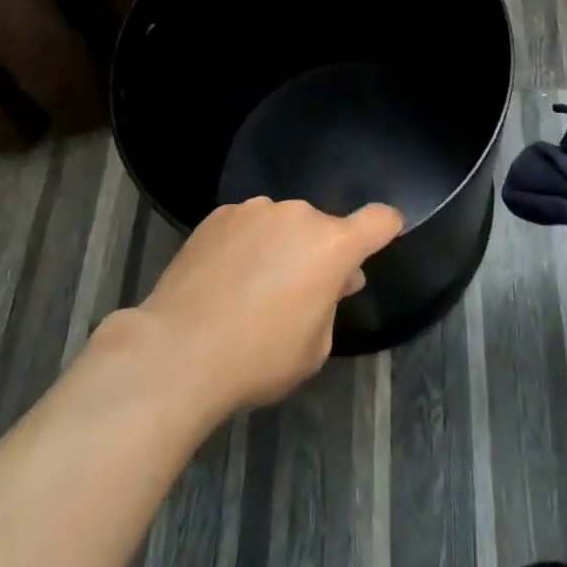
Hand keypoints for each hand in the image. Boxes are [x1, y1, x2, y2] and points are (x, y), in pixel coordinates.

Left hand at [128, 197, 403, 416]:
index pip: (378, 221)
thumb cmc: (258, 357)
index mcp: (332, 245)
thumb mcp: (313, 348)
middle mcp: (298, 215)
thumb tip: (333, 281)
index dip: (387, 226)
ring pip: (281, 226)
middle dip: (318, 254)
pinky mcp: (219, 214)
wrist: (179, 349)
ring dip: (280, 247)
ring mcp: (256, 209)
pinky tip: (223, 281)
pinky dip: (245, 246)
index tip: (387, 232)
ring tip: (251, 290)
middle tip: (299, 293)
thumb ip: (331, 306)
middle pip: (321, 229)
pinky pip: (247, 226)